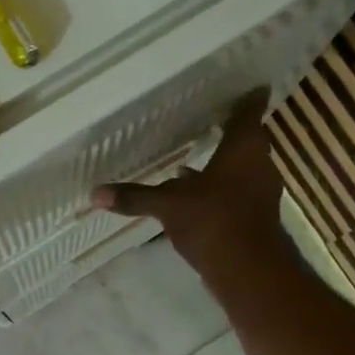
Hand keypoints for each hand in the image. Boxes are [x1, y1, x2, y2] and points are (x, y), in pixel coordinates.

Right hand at [92, 90, 286, 276]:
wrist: (248, 270)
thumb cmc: (213, 220)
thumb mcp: (168, 204)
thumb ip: (135, 196)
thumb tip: (95, 193)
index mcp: (244, 148)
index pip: (249, 111)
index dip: (248, 97)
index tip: (248, 84)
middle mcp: (258, 164)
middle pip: (247, 140)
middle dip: (229, 132)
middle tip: (209, 118)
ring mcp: (259, 192)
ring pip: (241, 168)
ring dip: (222, 164)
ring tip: (194, 157)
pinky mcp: (254, 216)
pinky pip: (235, 192)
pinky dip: (219, 189)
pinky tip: (194, 195)